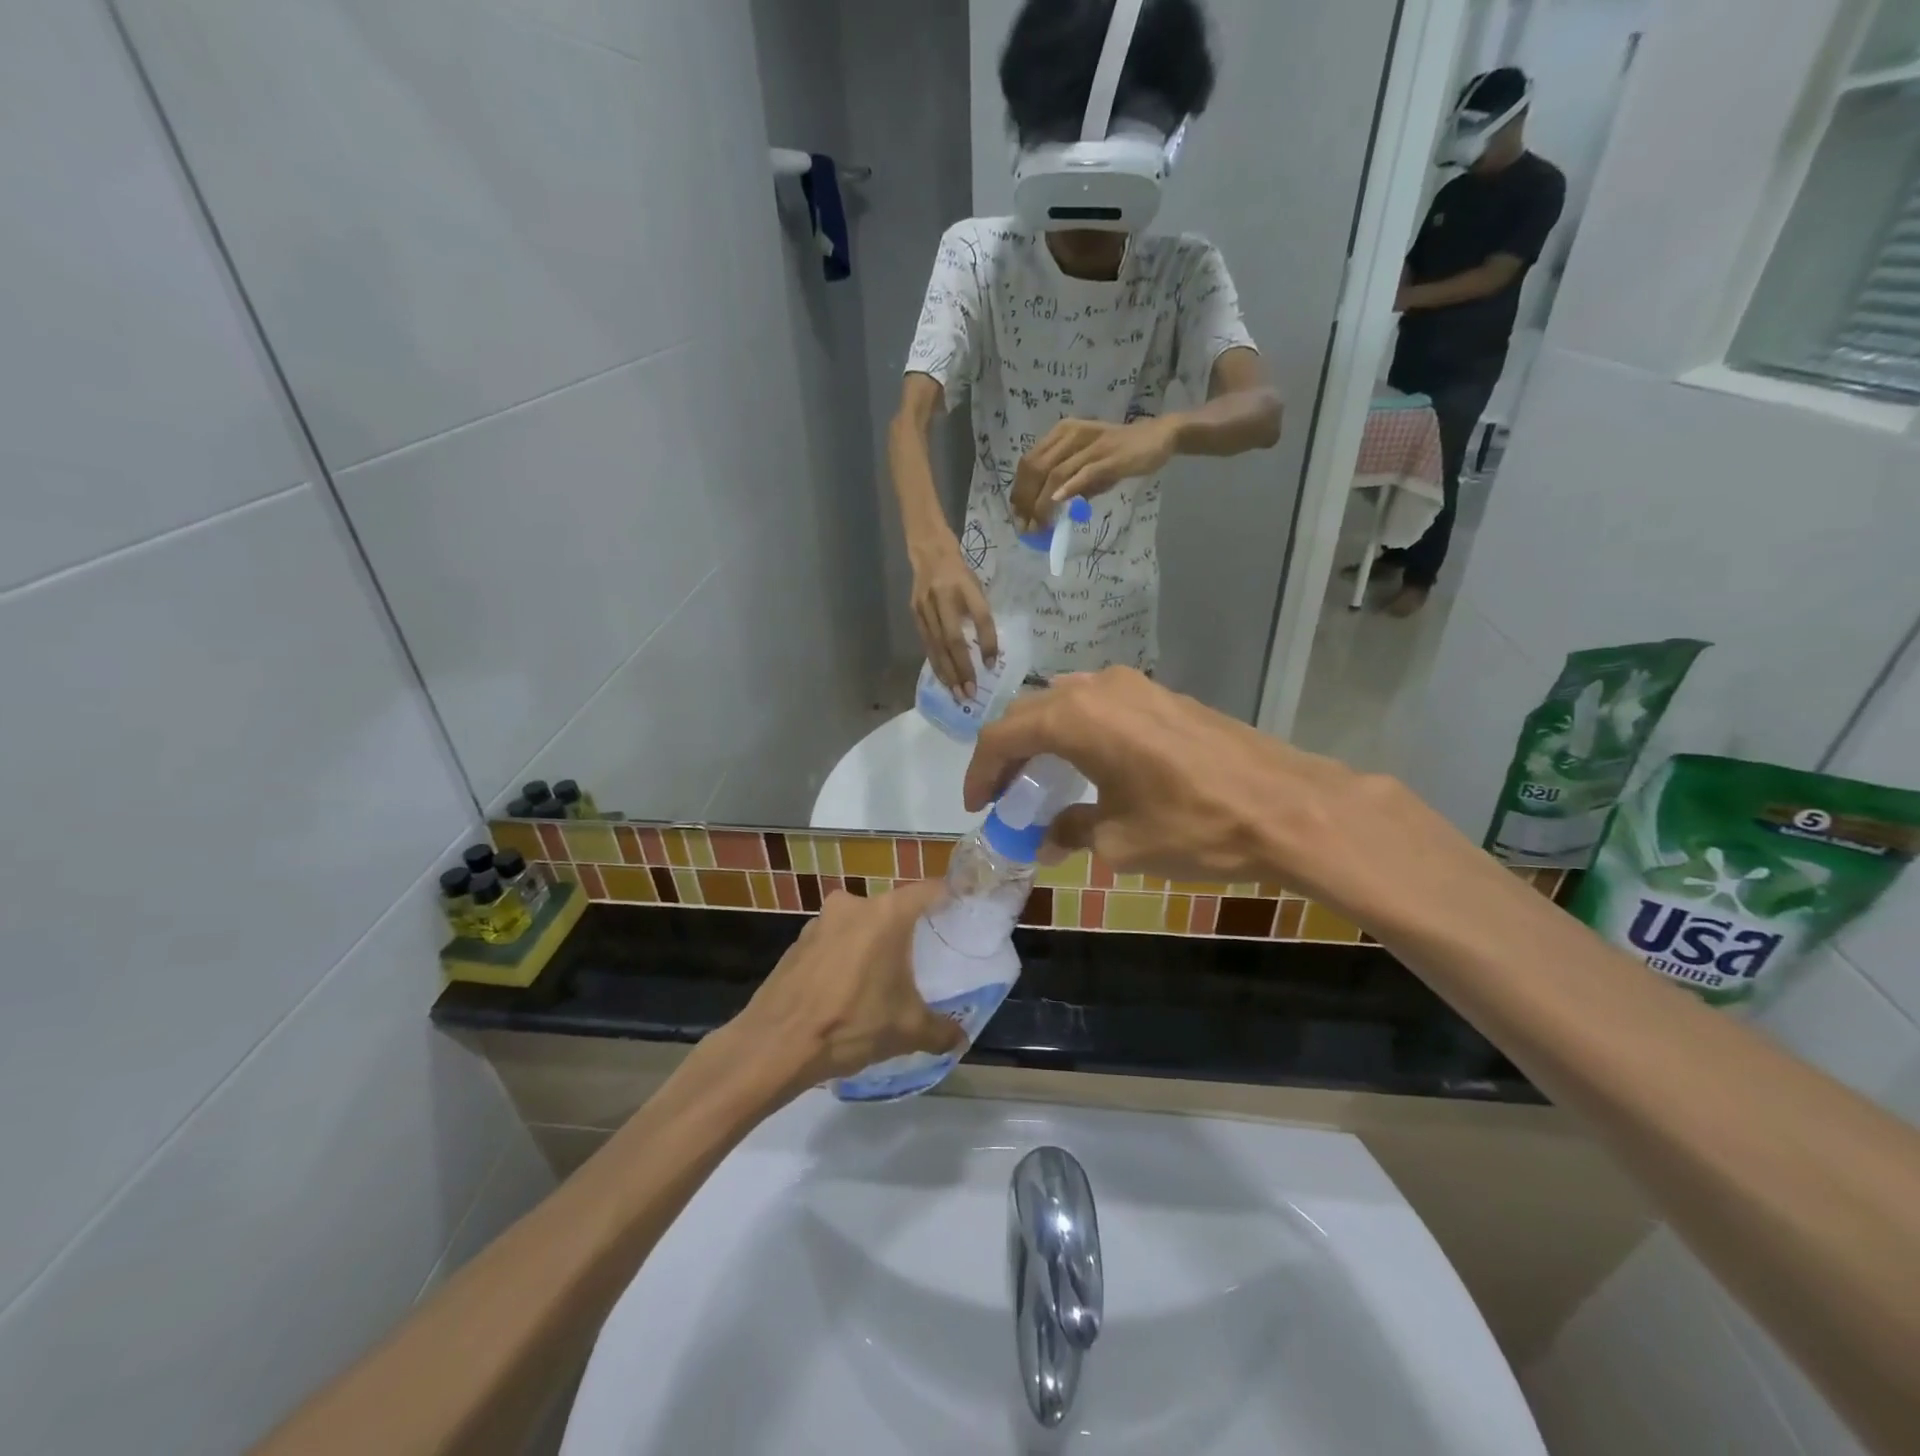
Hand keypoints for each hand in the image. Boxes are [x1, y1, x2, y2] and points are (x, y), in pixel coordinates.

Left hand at [726, 883, 964, 1093]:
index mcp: (887, 914)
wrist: (775, 1045)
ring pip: (861, 924)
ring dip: (874, 944)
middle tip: (924, 957)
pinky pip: (835, 941)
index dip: (950, 899)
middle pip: (894, 908)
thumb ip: (941, 1030)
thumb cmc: (851, 1024)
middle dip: (909, 930)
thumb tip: (961, 1038)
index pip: (930, 890)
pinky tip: (847, 989)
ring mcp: (821, 921)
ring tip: (884, 978)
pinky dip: (846, 956)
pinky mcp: (798, 942)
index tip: (963, 914)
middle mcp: (854, 905)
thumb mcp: (906, 1030)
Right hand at [911, 535, 997, 695]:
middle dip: (962, 668)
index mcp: (965, 585)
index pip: (981, 617)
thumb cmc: (959, 572)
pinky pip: (927, 645)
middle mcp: (943, 596)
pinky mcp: (914, 614)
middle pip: (954, 639)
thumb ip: (980, 615)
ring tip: (958, 693)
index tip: (991, 665)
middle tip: (970, 693)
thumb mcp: (976, 586)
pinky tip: (944, 679)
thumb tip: (988, 653)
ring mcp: (925, 607)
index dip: (987, 642)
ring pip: (937, 646)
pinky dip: (937, 664)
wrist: (928, 551)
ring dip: (948, 673)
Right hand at [962, 668, 1492, 929]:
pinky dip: (1078, 732)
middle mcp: (1097, 688)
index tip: (977, 805)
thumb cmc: (1192, 825)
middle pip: (1030, 713)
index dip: (980, 771)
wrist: (1286, 807)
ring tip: (1040, 780)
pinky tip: (1088, 766)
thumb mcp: (1119, 840)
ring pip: (1065, 704)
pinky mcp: (1162, 695)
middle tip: (1003, 795)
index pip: (1004, 736)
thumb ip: (1071, 830)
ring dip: (1043, 739)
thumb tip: (1048, 836)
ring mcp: (1134, 686)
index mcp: (1075, 718)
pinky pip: (1100, 706)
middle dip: (1008, 753)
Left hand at [1011, 416, 1178, 527]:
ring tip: (1039, 525)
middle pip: (1036, 468)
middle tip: (1026, 526)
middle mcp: (1071, 435)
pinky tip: (1058, 504)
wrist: (1158, 437)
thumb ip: (1069, 482)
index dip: (1019, 490)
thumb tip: (1049, 510)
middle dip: (1026, 500)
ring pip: (1055, 473)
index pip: (1030, 462)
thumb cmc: (1120, 453)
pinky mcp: (1108, 456)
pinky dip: (1068, 489)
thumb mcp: (1088, 466)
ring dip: (1043, 503)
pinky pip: (1083, 473)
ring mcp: (1090, 445)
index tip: (1017, 514)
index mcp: (1062, 434)